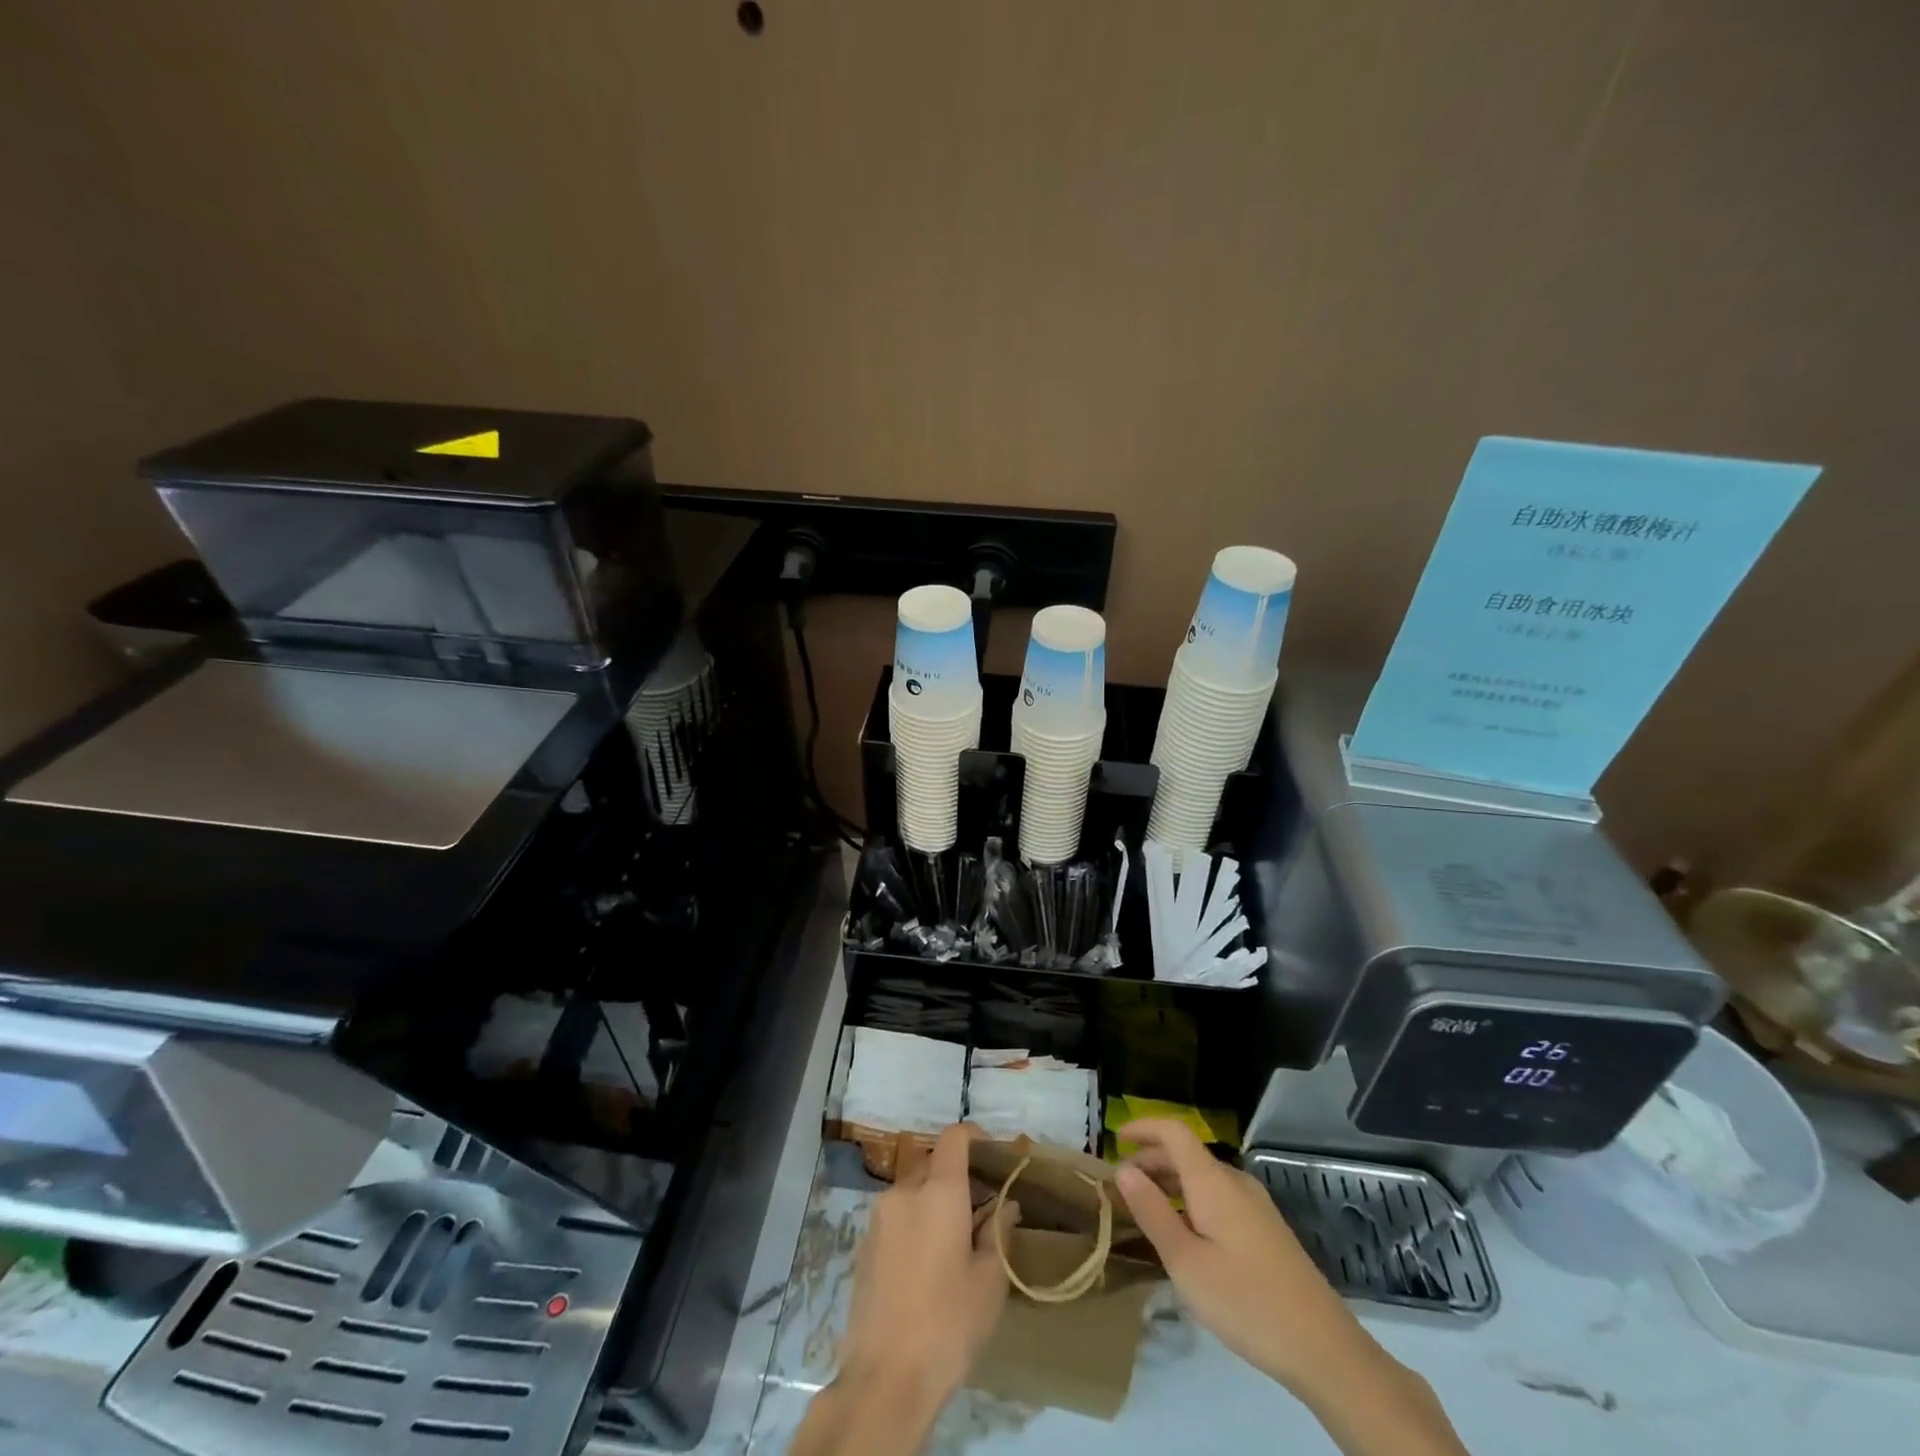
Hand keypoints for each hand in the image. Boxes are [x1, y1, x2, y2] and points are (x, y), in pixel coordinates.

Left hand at [839, 1123, 1017, 1413]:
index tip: (993, 1155)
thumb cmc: (948, 1325)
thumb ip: (998, 1232)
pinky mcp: (864, 1243)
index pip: (954, 1138)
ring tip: (956, 1239)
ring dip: (934, 1199)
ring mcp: (879, 1217)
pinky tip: (928, 1261)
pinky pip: (896, 1214)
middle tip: (981, 1207)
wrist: (884, 1379)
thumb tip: (1005, 1206)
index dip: (975, 1137)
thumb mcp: (989, 1281)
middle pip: (933, 1162)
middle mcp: (904, 1192)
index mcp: (938, 1192)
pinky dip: (915, 1220)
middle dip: (957, 1175)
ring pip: (913, 1189)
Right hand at [1116, 1118, 1367, 1391]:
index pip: (1174, 1131)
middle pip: (1187, 1153)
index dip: (1144, 1126)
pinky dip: (1191, 1199)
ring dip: (1171, 1182)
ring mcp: (1255, 1205)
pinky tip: (1184, 1233)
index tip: (1115, 1138)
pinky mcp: (1266, 1229)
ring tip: (1146, 1209)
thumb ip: (1152, 1212)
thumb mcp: (1186, 1262)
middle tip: (1123, 1185)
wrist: (1323, 1348)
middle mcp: (1235, 1181)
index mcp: (1213, 1181)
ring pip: (1203, 1176)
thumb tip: (1124, 1169)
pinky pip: (1219, 1196)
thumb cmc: (1245, 1301)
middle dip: (1151, 1159)